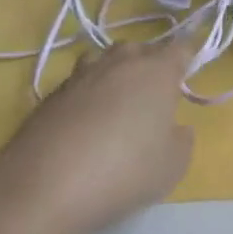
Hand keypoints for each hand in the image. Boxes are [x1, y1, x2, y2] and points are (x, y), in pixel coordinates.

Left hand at [0, 36, 196, 233]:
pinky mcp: (52, 94)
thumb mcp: (172, 166)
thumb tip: (173, 127)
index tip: (187, 76)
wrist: (44, 185)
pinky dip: (87, 97)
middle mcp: (121, 61)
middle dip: (150, 66)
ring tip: (116, 107)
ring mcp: (82, 74)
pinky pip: (80, 85)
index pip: (181, 48)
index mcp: (157, 70)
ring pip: (107, 62)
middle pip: (141, 51)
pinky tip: (84, 127)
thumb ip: (181, 139)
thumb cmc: (123, 171)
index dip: (187, 59)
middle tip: (153, 98)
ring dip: (115, 76)